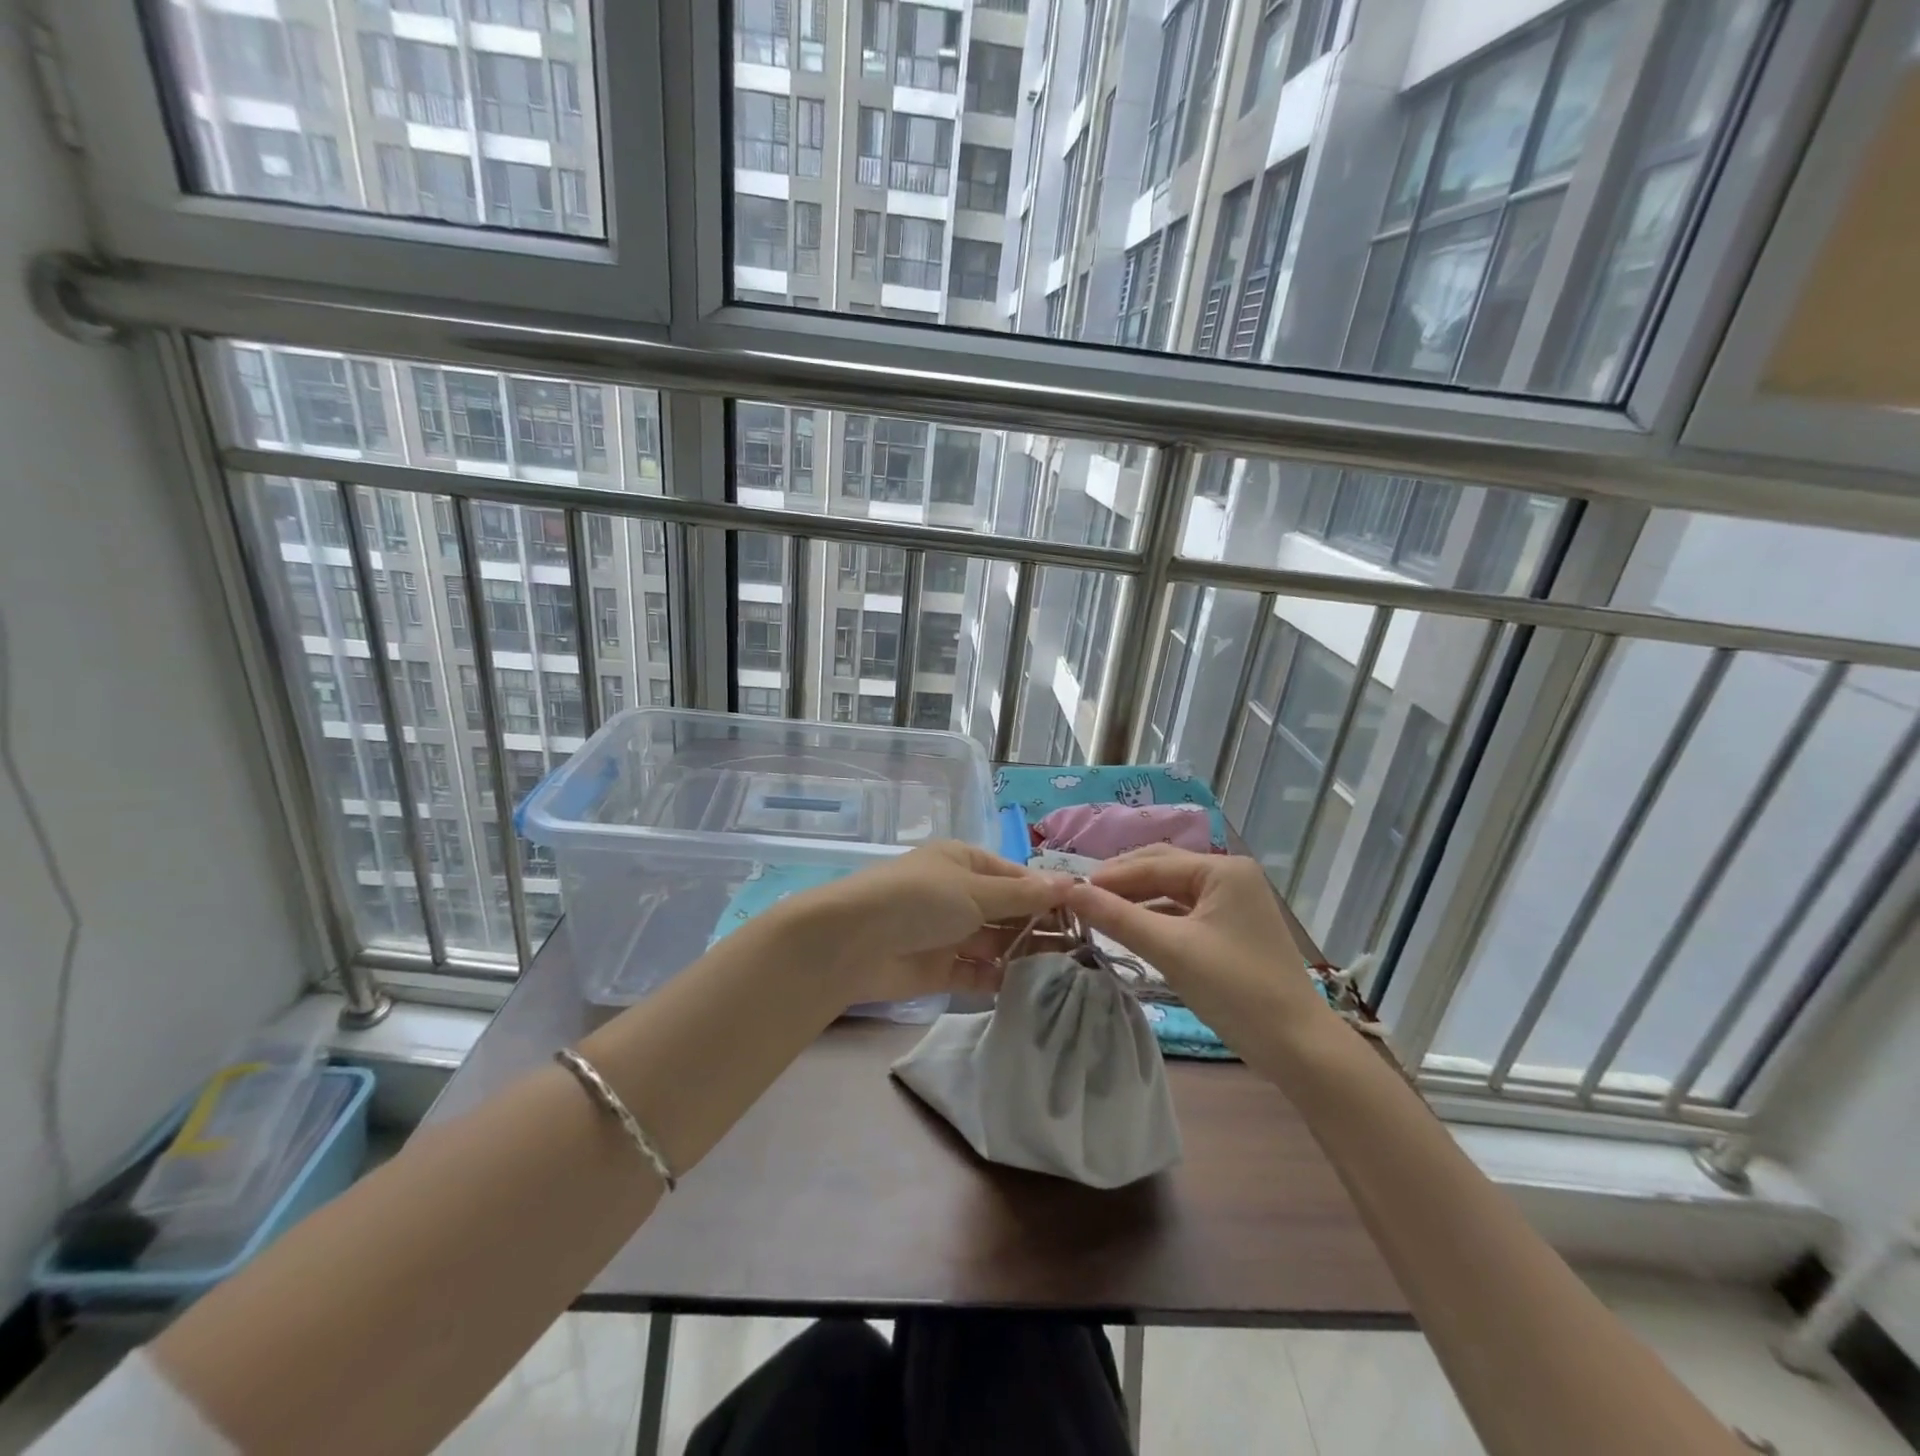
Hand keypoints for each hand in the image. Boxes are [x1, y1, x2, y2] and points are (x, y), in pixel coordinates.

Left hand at [802, 842, 1072, 1008]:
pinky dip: (1003, 980)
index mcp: (965, 863)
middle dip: (1041, 928)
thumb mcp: (973, 890)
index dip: (1048, 894)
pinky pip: (980, 973)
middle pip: (1009, 911)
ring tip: (1070, 973)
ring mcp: (950, 932)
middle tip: (1086, 950)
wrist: (853, 942)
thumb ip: (1022, 894)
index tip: (1086, 915)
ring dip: (1026, 955)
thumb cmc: (918, 899)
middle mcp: (959, 895)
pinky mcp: (941, 969)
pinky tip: (1035, 989)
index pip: (1016, 877)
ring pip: (997, 944)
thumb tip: (1071, 883)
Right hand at [1067, 847, 1340, 1064]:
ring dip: (1136, 899)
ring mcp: (1233, 901)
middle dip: (1121, 882)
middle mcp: (1230, 875)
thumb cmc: (1236, 990)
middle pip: (1162, 868)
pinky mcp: (1231, 927)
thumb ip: (1117, 917)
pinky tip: (1130, 929)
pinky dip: (1155, 916)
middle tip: (1081, 899)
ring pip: (1171, 890)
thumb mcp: (1171, 950)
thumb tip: (1069, 892)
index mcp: (1222, 869)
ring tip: (1098, 913)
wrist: (1298, 1047)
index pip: (1152, 863)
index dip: (1109, 876)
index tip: (1069, 891)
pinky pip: (1184, 911)